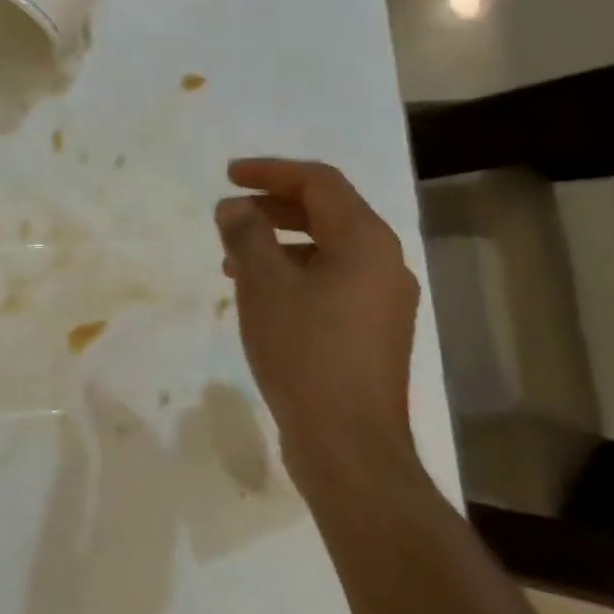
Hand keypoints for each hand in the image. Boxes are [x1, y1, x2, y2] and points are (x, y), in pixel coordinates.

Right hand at [215, 158, 422, 495]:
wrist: (347, 443)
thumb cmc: (304, 352)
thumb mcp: (264, 284)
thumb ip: (246, 234)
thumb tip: (234, 207)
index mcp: (366, 242)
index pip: (320, 183)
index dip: (271, 171)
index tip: (229, 175)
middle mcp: (384, 263)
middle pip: (327, 213)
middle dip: (273, 206)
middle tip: (229, 214)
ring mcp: (382, 300)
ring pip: (328, 249)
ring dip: (280, 242)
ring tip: (233, 257)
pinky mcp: (371, 331)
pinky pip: (331, 281)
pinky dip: (294, 272)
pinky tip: (261, 295)